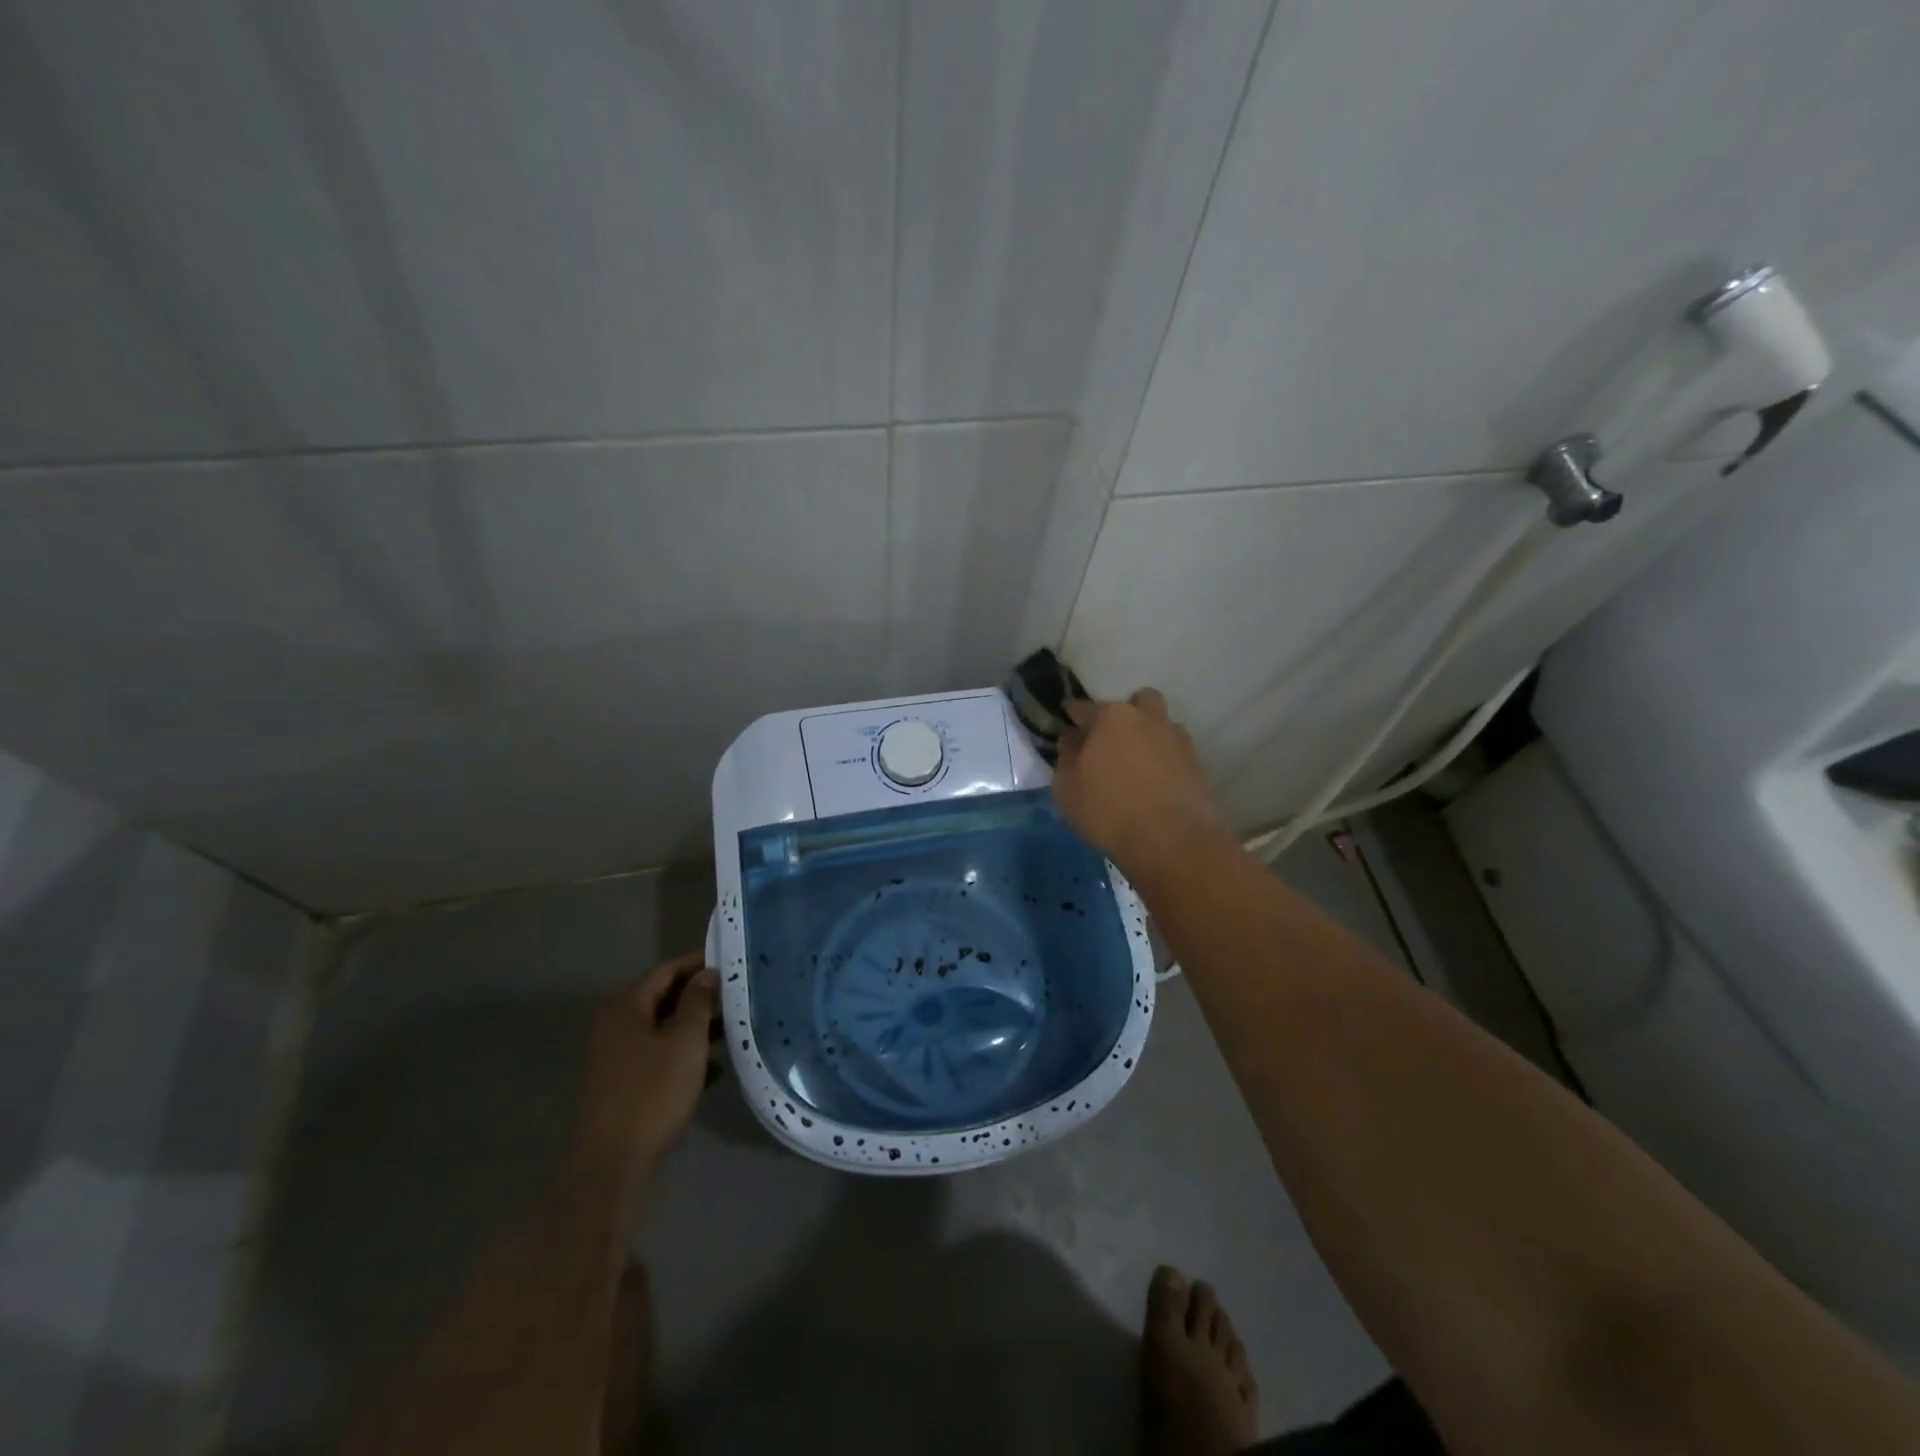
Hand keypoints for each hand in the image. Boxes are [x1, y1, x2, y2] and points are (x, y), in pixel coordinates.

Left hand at [573, 952, 718, 1220]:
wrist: (612, 1163)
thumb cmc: (652, 1093)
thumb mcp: (685, 1042)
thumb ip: (698, 1002)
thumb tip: (707, 973)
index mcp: (626, 1007)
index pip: (666, 970)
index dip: (698, 963)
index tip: (731, 961)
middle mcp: (615, 1024)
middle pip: (663, 997)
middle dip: (699, 995)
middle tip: (736, 994)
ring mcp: (616, 1055)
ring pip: (662, 1028)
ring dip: (694, 1026)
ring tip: (731, 1029)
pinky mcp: (622, 1082)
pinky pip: (657, 1054)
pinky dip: (682, 1054)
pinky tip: (713, 1069)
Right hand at [1053, 687, 1226, 876]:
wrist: (1171, 840)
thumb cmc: (1108, 810)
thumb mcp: (1067, 788)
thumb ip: (1066, 756)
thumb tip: (1072, 738)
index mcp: (1111, 717)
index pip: (1084, 707)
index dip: (1071, 714)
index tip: (1066, 721)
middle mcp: (1147, 718)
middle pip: (1135, 703)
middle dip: (1122, 715)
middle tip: (1110, 742)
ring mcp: (1176, 738)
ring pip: (1160, 723)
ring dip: (1147, 734)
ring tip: (1136, 763)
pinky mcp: (1196, 762)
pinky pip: (1174, 750)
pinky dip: (1164, 758)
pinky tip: (1155, 781)